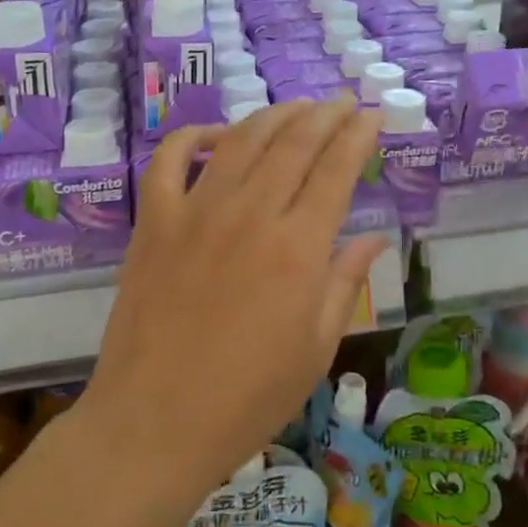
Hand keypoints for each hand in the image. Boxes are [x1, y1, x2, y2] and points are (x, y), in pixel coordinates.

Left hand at [86, 97, 385, 499]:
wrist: (153, 424)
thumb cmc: (247, 399)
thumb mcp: (315, 349)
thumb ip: (345, 282)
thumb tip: (374, 237)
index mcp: (298, 249)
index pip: (336, 170)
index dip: (358, 136)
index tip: (371, 115)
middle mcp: (250, 215)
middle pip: (294, 143)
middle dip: (324, 115)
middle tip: (341, 102)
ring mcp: (196, 212)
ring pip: (241, 141)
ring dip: (273, 115)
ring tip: (296, 108)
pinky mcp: (154, 222)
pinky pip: (168, 160)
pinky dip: (193, 136)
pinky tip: (216, 134)